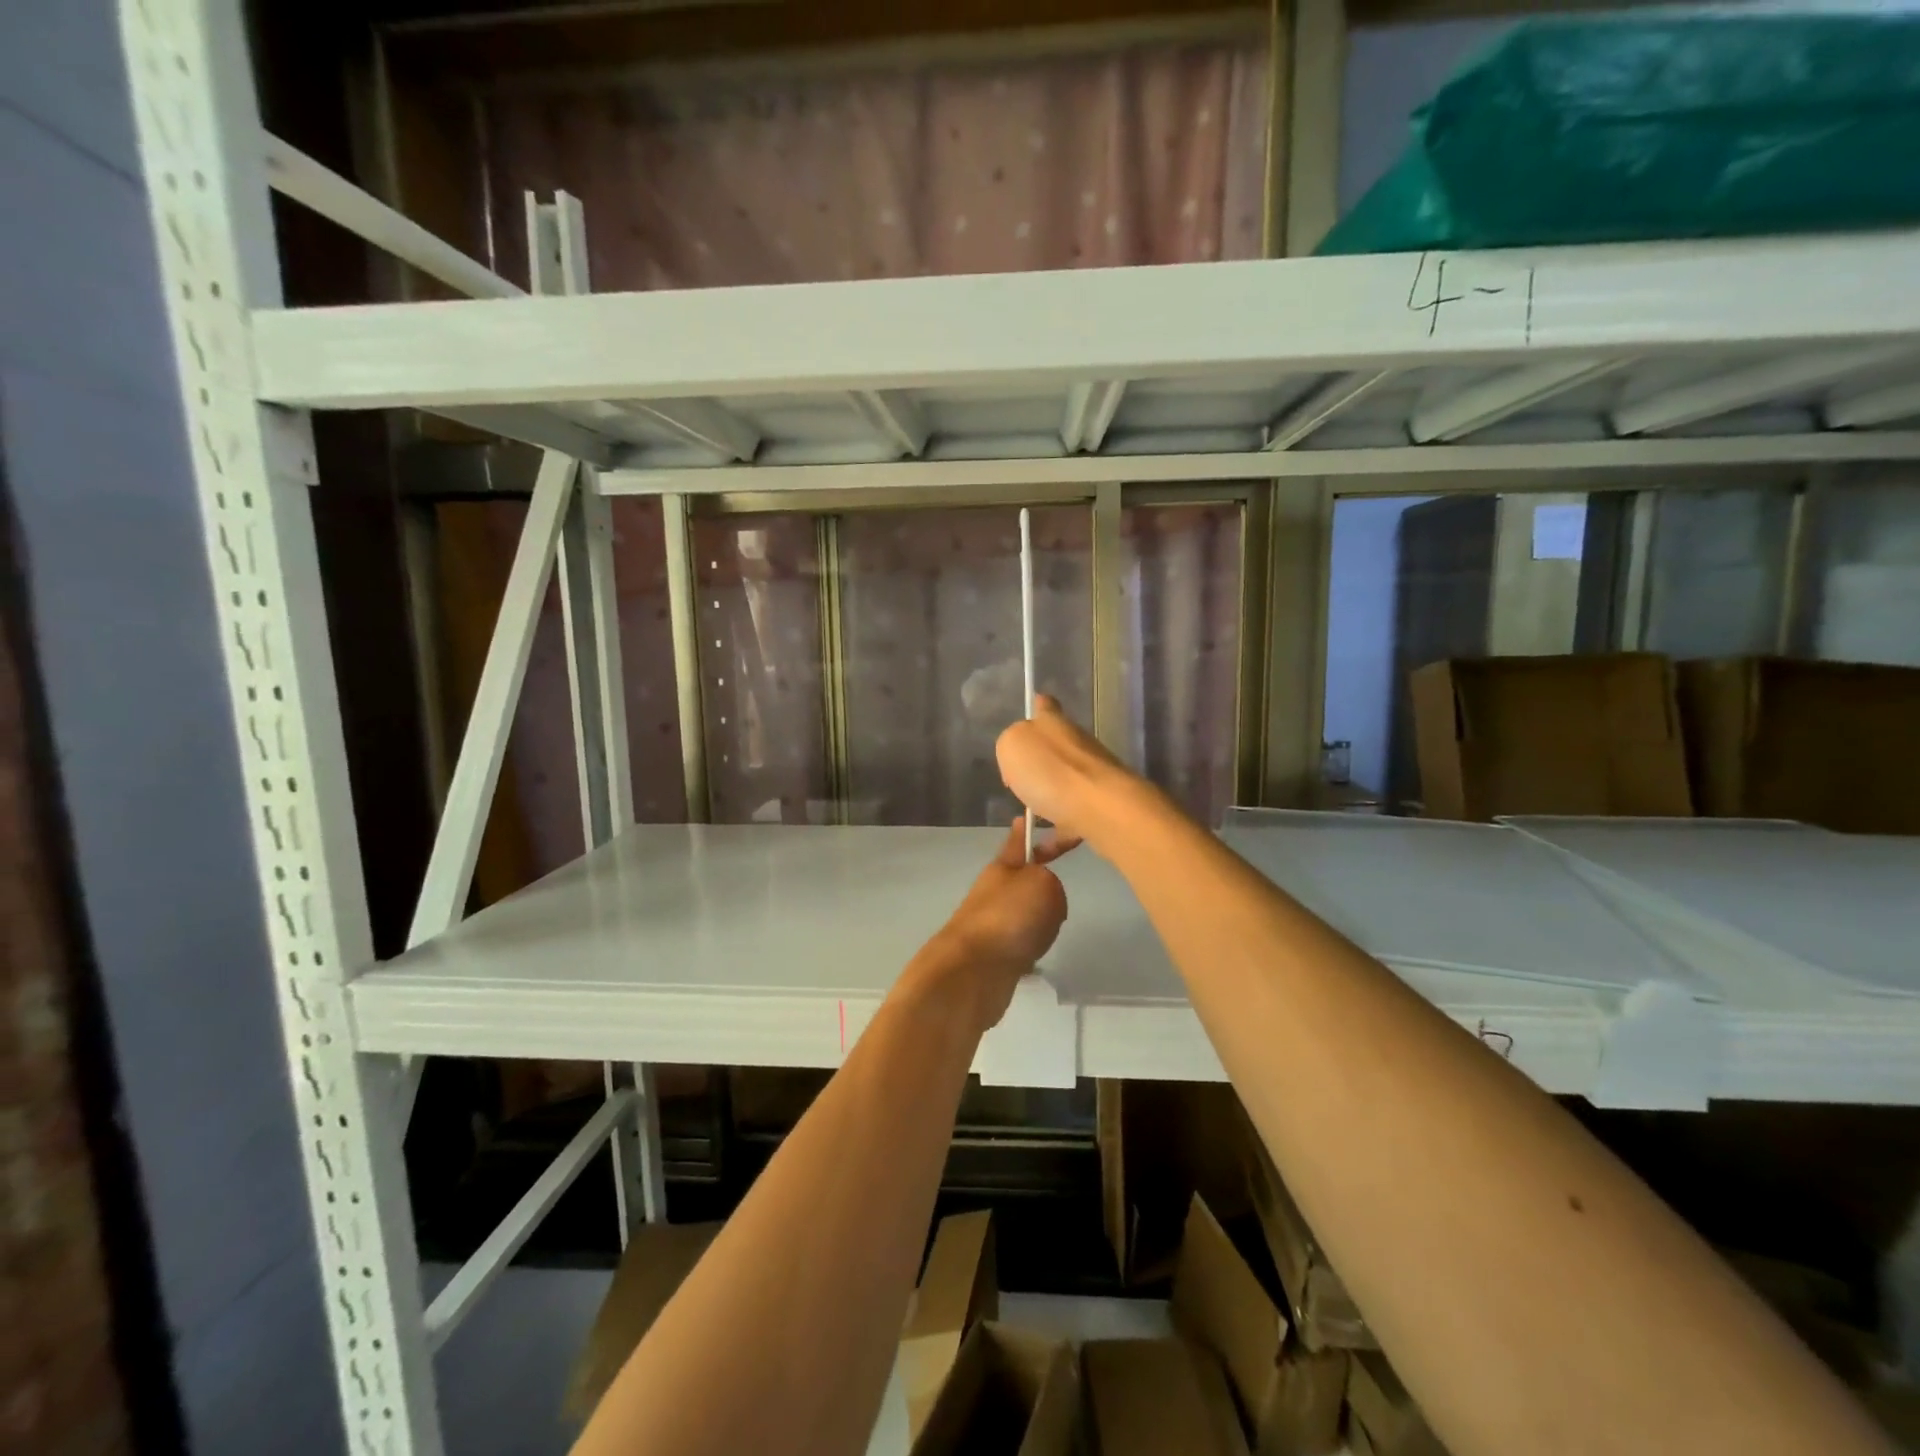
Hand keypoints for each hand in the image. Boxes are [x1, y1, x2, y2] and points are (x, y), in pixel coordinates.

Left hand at [907, 818, 1078, 1032]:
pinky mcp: (995, 952)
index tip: (1035, 816)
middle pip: (1026, 879)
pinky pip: (1022, 941)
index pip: (1019, 839)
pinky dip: (1031, 947)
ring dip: (1040, 920)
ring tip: (1048, 930)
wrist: (974, 972)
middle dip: (1044, 886)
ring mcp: (993, 922)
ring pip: (1026, 912)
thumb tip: (1045, 906)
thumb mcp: (1044, 884)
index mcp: (1003, 866)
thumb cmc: (1009, 917)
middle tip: (1059, 897)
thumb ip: (1053, 883)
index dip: (1030, 828)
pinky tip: (1037, 955)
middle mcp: (996, 890)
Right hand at [994, 695, 1137, 845]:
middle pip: (1056, 750)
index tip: (1034, 708)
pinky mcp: (1099, 810)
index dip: (1039, 707)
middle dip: (1039, 763)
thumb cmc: (1050, 771)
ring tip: (1023, 820)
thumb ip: (1010, 743)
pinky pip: (1070, 824)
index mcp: (1055, 724)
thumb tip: (1022, 754)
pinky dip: (1054, 838)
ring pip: (1064, 786)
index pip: (1046, 707)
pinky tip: (1037, 852)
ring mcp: (1092, 779)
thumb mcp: (1011, 745)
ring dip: (1047, 801)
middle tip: (1015, 782)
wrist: (1101, 810)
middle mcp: (1077, 747)